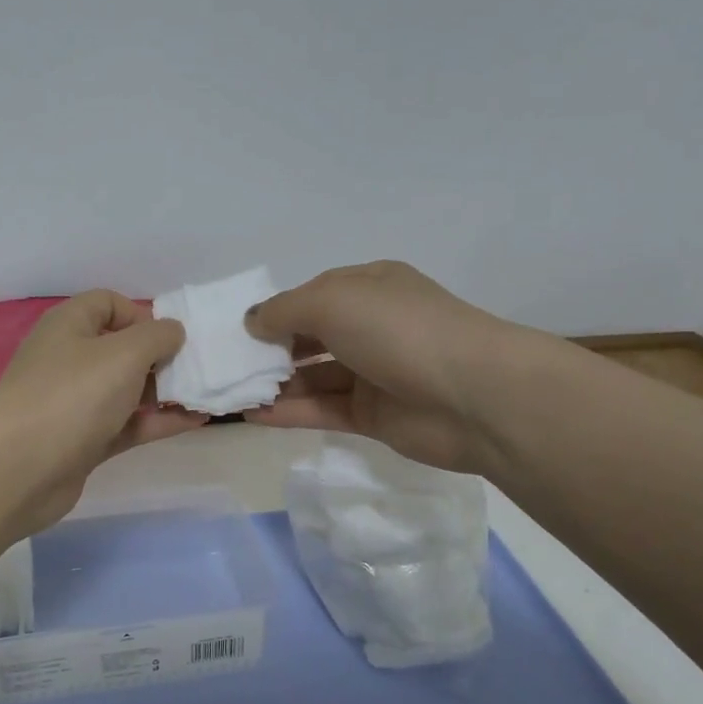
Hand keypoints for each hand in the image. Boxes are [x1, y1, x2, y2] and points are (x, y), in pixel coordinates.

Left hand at [0, 290, 207, 532]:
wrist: (20, 468)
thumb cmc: (73, 394)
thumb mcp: (124, 352)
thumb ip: (157, 336)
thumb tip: (172, 332)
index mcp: (69, 326)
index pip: (107, 304)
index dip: (141, 314)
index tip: (170, 337)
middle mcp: (69, 360)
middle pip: (121, 349)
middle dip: (160, 356)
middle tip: (197, 368)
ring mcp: (75, 404)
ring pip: (126, 390)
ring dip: (164, 391)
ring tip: (205, 394)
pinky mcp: (84, 442)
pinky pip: (128, 425)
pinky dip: (158, 422)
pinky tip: (195, 421)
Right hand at [244, 261, 505, 473]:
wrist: (474, 396)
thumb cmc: (399, 330)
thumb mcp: (332, 301)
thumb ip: (284, 310)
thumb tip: (252, 322)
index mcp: (369, 288)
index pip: (312, 296)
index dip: (275, 310)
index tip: (238, 330)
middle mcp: (371, 326)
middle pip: (310, 337)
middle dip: (270, 349)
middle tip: (227, 365)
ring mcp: (374, 373)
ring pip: (314, 377)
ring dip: (275, 384)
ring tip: (230, 393)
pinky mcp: (374, 415)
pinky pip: (323, 410)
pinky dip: (289, 412)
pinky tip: (252, 415)